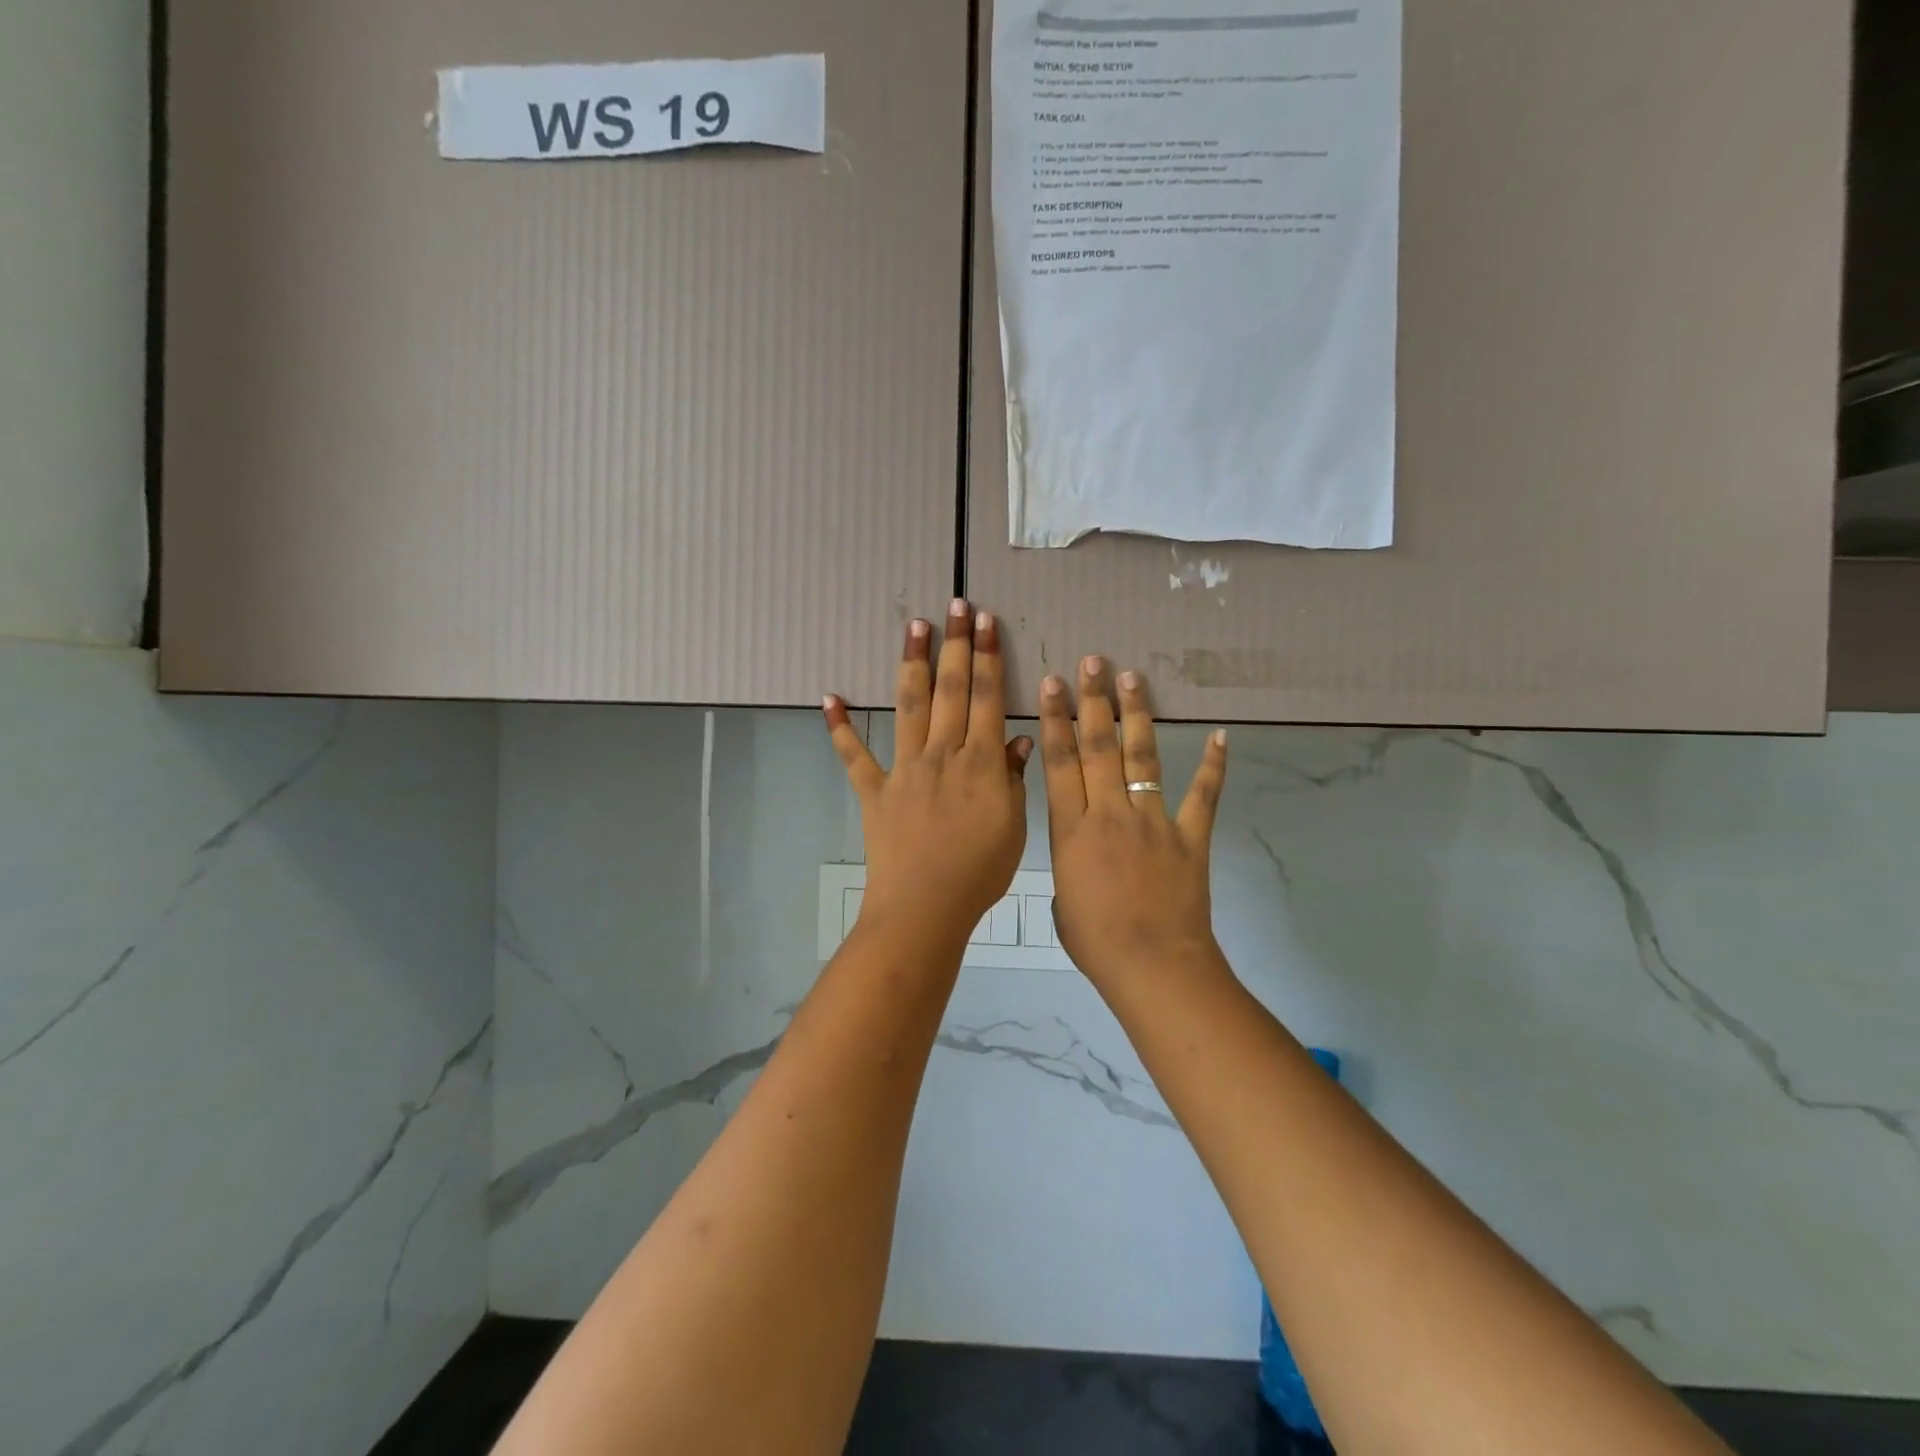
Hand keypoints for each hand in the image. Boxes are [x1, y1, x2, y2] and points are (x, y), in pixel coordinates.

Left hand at [825, 601, 1032, 949]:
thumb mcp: (1013, 827)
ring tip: (914, 627)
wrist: (924, 907)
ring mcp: (904, 769)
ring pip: (909, 707)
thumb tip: (1019, 737)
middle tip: (955, 606)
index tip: (986, 623)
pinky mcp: (874, 790)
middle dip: (955, 645)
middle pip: (950, 690)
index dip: (987, 657)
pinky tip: (829, 697)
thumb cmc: (978, 873)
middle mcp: (942, 754)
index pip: (987, 698)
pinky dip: (840, 728)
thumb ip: (1014, 779)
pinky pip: (854, 756)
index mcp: (981, 763)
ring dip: (912, 665)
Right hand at [1039, 658, 1228, 988]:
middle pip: (1098, 747)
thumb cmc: (1097, 941)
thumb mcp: (1062, 899)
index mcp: (1071, 830)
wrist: (1153, 966)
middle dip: (1092, 701)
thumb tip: (1081, 851)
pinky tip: (1220, 735)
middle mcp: (1109, 813)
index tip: (1052, 683)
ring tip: (1133, 678)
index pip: (1060, 762)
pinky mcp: (1189, 835)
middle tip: (1093, 662)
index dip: (1055, 719)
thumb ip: (1070, 863)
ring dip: (1137, 716)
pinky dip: (1213, 765)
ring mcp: (1152, 821)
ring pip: (1142, 757)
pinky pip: (1202, 794)